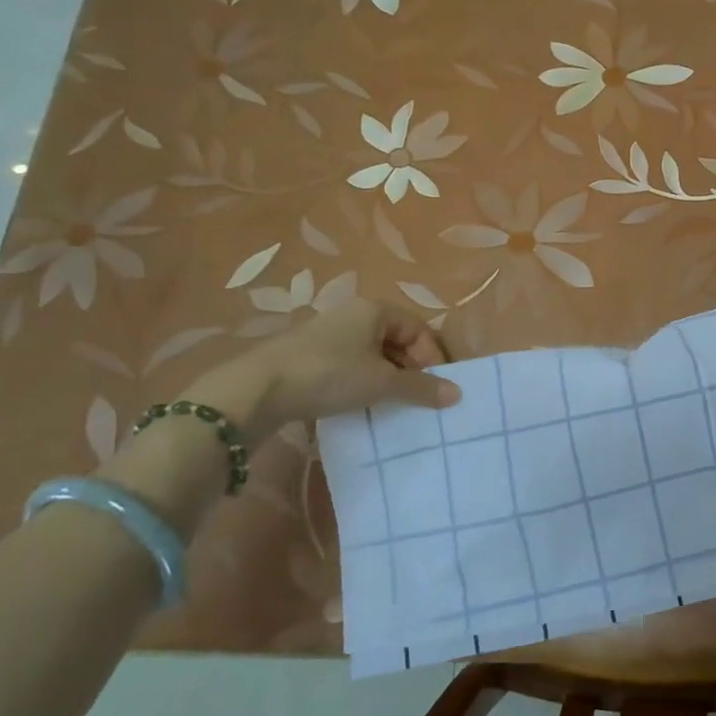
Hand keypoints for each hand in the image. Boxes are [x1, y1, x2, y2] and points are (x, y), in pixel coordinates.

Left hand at [182, 300, 460, 446]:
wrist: (258, 388)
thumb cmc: (329, 374)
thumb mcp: (381, 383)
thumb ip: (421, 388)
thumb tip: (457, 394)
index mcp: (375, 310)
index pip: (419, 329)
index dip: (433, 357)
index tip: (438, 387)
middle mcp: (353, 314)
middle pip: (397, 340)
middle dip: (412, 369)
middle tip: (419, 398)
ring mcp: (329, 334)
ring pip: (374, 354)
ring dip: (388, 378)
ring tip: (393, 405)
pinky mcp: (310, 355)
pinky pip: (351, 365)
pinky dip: (364, 382)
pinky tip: (362, 404)